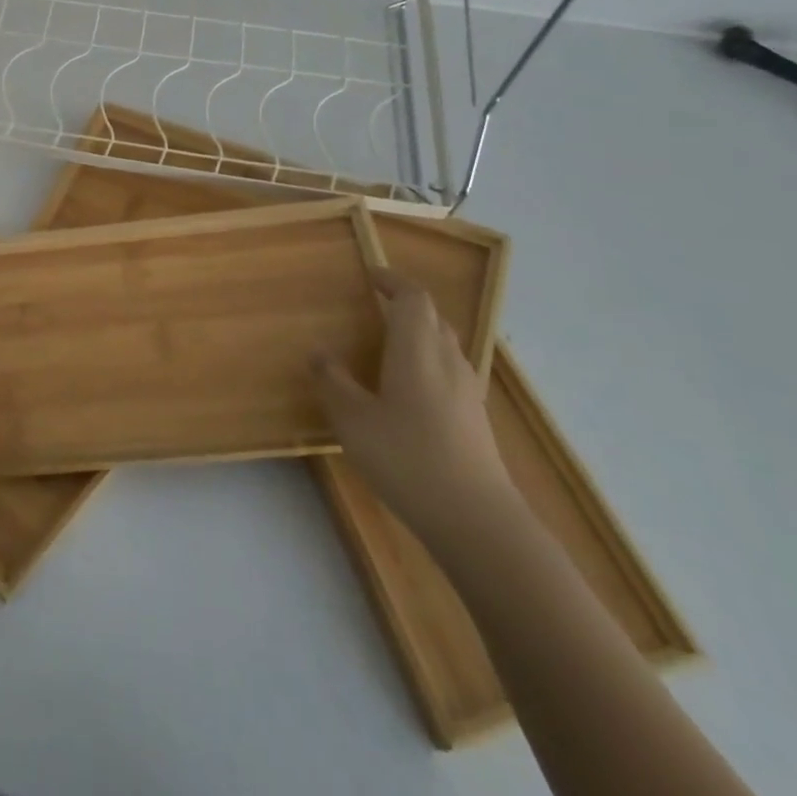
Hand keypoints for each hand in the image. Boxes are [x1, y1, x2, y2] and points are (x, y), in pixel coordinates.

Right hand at [316, 271, 516, 551]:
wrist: (477, 521)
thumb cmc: (408, 459)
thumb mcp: (353, 420)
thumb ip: (333, 382)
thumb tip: (319, 352)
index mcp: (417, 350)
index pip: (412, 298)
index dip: (393, 280)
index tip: (370, 274)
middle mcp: (447, 361)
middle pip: (432, 317)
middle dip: (405, 304)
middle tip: (375, 305)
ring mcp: (467, 391)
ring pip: (444, 344)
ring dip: (419, 333)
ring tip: (389, 344)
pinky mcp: (475, 418)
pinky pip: (450, 371)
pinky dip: (428, 362)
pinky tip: (409, 390)